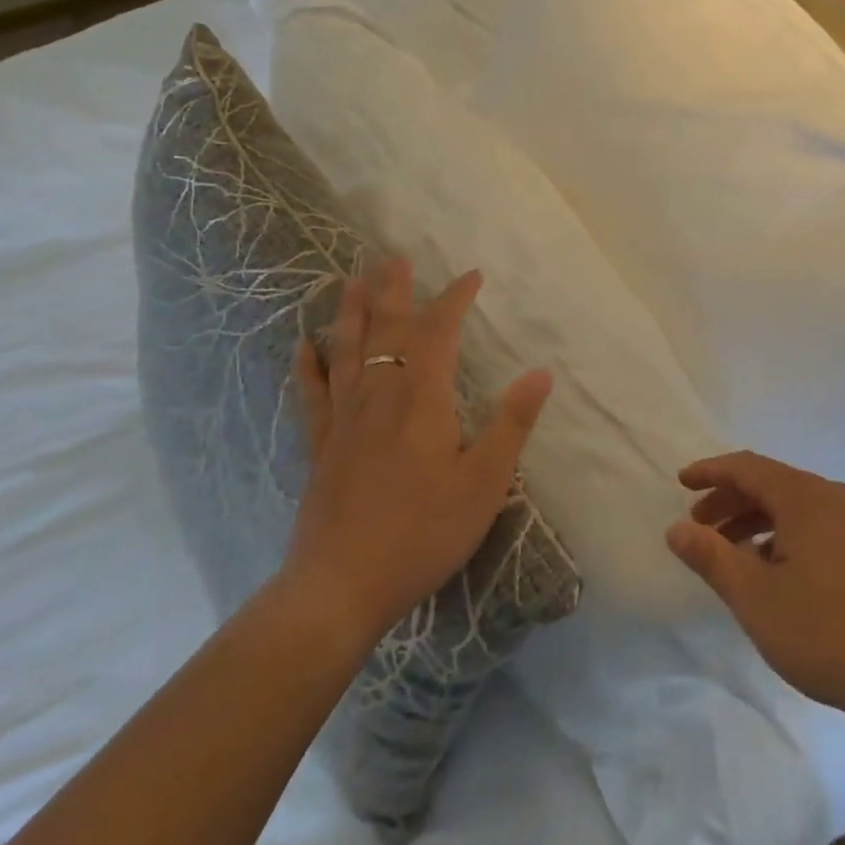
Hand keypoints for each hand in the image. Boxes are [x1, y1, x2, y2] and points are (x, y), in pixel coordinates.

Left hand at [276, 260, 551, 656]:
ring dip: (349, 312)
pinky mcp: (319, 447)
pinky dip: (308, 366)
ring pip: (345, 350)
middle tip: (393, 256)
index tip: (471, 275)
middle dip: (393, 290)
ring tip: (350, 281)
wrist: (339, 588)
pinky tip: (303, 347)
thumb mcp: (484, 481)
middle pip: (385, 329)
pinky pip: (312, 394)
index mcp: (421, 397)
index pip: (438, 330)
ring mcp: (343, 420)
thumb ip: (512, 423)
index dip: (454, 298)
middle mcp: (379, 395)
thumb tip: (541, 372)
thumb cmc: (422, 531)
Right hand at [666, 452, 844, 736]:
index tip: (681, 482)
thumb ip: (712, 557)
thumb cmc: (825, 628)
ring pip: (791, 505)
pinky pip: (812, 523)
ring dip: (755, 520)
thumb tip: (676, 528)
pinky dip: (782, 534)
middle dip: (729, 500)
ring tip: (729, 553)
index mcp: (802, 496)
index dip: (710, 472)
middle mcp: (828, 495)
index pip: (746, 467)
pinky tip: (772, 569)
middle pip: (769, 483)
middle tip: (699, 527)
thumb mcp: (756, 597)